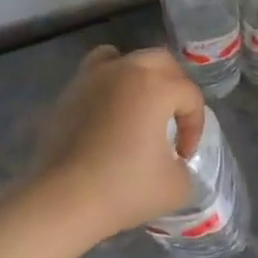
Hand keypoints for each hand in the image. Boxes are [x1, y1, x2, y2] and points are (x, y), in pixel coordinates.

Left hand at [29, 45, 202, 240]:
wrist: (63, 199)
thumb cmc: (124, 189)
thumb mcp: (175, 186)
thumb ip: (184, 166)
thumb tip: (173, 161)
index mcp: (156, 86)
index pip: (190, 96)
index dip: (194, 127)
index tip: (183, 156)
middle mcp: (126, 70)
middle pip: (162, 62)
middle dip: (175, 88)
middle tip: (174, 120)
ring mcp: (94, 77)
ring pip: (125, 59)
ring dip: (140, 76)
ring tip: (140, 105)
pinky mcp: (70, 92)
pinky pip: (95, 74)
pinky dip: (108, 83)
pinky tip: (109, 111)